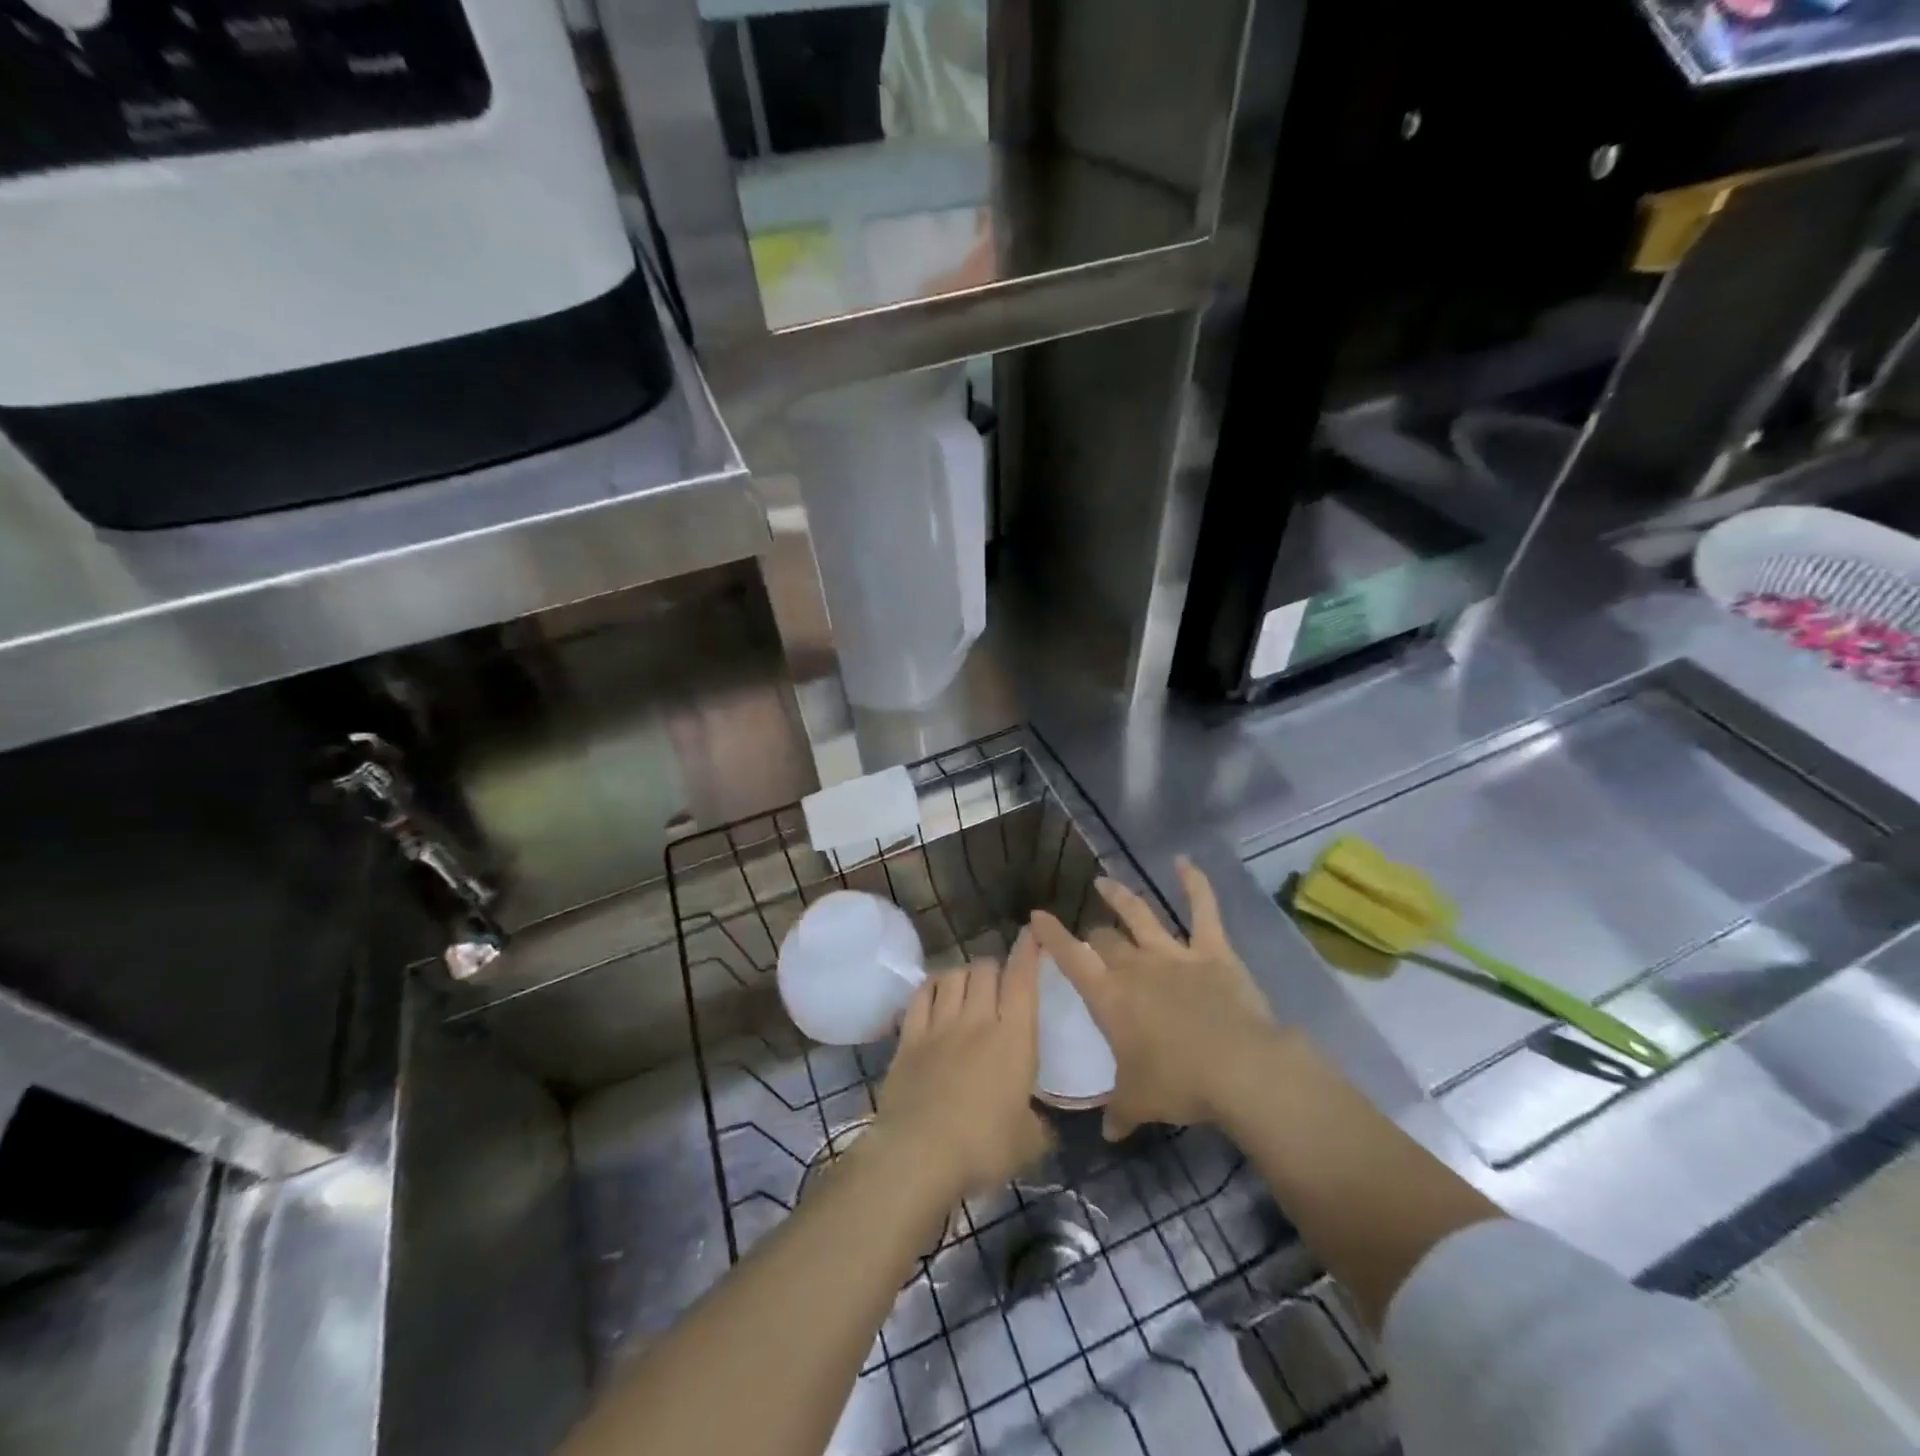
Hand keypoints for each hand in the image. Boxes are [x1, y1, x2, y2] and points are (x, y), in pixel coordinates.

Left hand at [874, 936, 1051, 1200]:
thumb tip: (1038, 1123)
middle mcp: (978, 1020)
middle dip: (995, 967)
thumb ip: (1038, 1124)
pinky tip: (935, 991)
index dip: (1028, 952)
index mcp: (1014, 1039)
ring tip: (967, 985)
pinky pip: (921, 995)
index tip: (1033, 933)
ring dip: (964, 973)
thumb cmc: (983, 1148)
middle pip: (985, 969)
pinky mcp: (909, 1037)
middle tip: (998, 981)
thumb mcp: (1029, 1143)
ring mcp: (939, 1025)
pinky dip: (931, 986)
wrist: (919, 1155)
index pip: (1023, 980)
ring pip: (953, 975)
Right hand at [1031, 858, 1281, 1140]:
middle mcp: (1136, 967)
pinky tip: (1184, 861)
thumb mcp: (1139, 1102)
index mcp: (1110, 997)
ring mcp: (1174, 954)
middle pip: (1106, 940)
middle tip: (1090, 937)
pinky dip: (1194, 884)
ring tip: (1105, 883)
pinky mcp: (1213, 952)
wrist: (1239, 1069)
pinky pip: (1203, 910)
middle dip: (1094, 935)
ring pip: (1141, 915)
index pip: (1071, 959)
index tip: (1036, 916)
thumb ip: (1118, 1111)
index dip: (1051, 936)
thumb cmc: (1179, 1084)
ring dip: (1122, 898)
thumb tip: (1107, 1132)